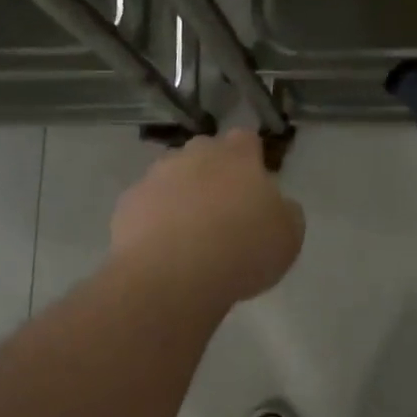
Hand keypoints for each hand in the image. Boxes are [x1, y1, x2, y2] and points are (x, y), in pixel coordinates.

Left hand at [111, 131, 304, 305]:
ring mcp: (155, 176)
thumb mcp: (288, 237)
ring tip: (190, 235)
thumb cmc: (241, 250)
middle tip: (223, 211)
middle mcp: (193, 155)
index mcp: (237, 156)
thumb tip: (277, 205)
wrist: (171, 276)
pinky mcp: (128, 203)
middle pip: (206, 153)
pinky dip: (155, 219)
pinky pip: (147, 205)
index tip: (254, 187)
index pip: (246, 140)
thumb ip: (285, 212)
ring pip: (172, 177)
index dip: (251, 160)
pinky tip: (163, 249)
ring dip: (182, 196)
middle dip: (213, 173)